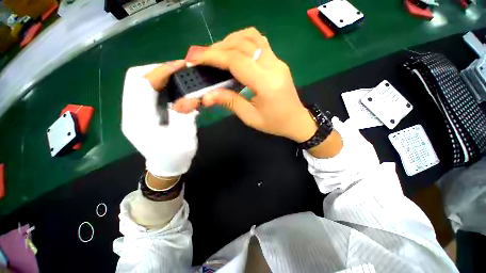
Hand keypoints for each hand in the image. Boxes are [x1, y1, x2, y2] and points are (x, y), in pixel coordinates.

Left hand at [121, 60, 199, 176]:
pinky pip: (143, 90)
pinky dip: (157, 83)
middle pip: (134, 78)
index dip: (161, 71)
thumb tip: (188, 95)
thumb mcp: (186, 137)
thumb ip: (184, 114)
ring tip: (177, 75)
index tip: (181, 65)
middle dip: (157, 69)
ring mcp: (132, 112)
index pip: (143, 85)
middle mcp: (130, 113)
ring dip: (157, 74)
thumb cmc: (177, 155)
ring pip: (137, 82)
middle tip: (179, 70)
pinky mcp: (138, 112)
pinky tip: (171, 85)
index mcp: (140, 122)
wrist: (167, 166)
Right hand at [186, 27, 317, 142]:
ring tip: (217, 54)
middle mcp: (273, 66)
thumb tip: (207, 96)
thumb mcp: (250, 117)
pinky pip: (259, 42)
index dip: (213, 56)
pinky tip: (235, 52)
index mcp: (266, 83)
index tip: (195, 57)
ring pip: (251, 37)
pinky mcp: (278, 61)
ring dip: (230, 41)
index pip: (236, 60)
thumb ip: (230, 102)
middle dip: (218, 48)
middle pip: (242, 44)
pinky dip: (243, 41)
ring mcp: (278, 61)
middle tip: (203, 57)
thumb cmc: (275, 123)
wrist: (297, 120)